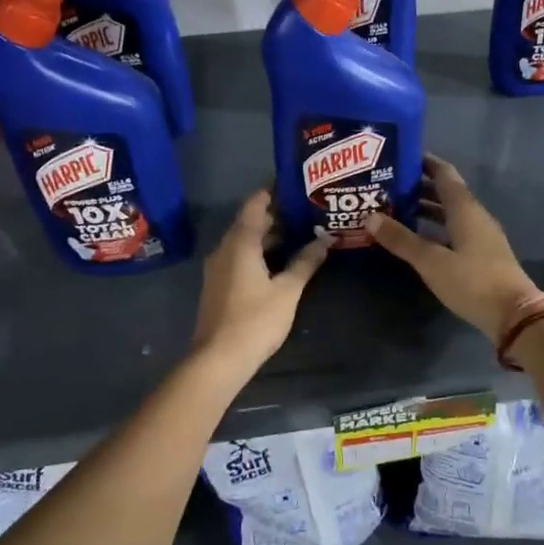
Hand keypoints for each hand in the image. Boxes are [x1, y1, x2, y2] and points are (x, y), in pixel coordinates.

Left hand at [191, 191, 330, 371]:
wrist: (218, 359)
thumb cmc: (255, 320)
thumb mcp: (288, 290)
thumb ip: (306, 262)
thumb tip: (326, 239)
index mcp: (240, 242)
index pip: (256, 204)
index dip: (274, 191)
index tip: (297, 185)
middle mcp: (225, 248)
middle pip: (250, 221)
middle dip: (277, 214)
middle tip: (307, 210)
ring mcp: (218, 267)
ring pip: (245, 240)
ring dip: (269, 235)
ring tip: (301, 232)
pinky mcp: (218, 284)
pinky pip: (240, 256)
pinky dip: (260, 251)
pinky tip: (281, 260)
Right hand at [363, 155, 543, 337]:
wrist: (514, 314)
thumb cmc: (472, 281)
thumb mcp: (431, 261)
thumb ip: (402, 239)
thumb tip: (370, 217)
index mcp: (465, 209)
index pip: (444, 173)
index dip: (424, 162)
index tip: (399, 156)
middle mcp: (475, 215)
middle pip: (446, 192)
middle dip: (418, 186)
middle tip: (388, 185)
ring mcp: (481, 235)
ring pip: (450, 212)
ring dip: (426, 208)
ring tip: (396, 209)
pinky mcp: (482, 254)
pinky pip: (455, 230)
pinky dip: (435, 228)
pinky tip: (418, 238)